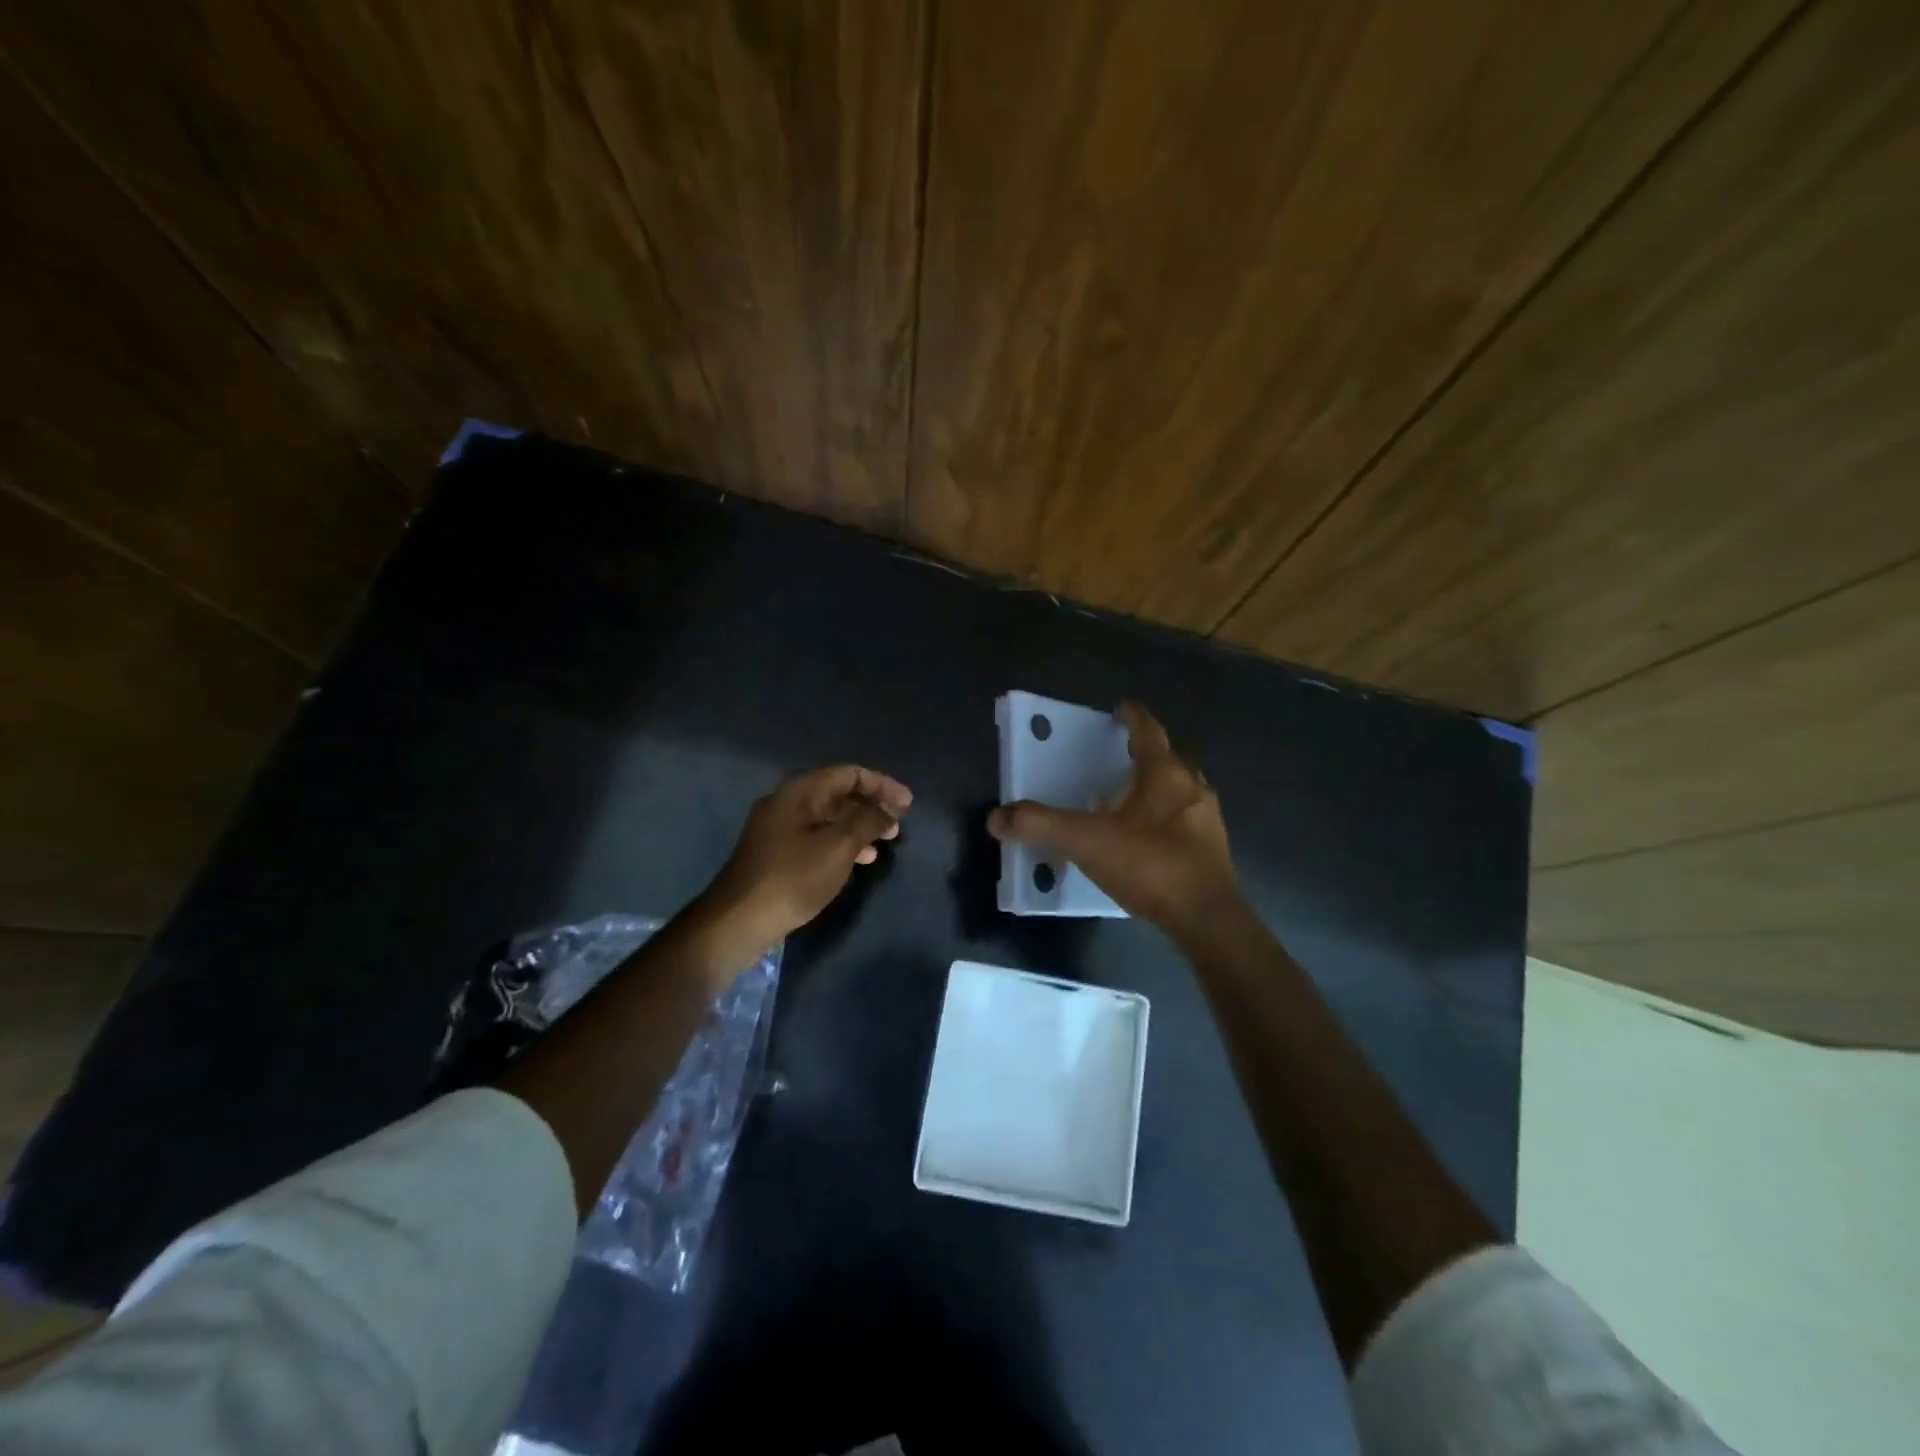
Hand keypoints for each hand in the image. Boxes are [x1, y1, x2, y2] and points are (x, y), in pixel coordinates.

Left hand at [700, 764, 912, 959]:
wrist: (738, 920)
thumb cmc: (792, 878)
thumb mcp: (838, 847)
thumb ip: (867, 821)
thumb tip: (888, 809)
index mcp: (799, 792)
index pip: (849, 774)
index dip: (882, 785)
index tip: (908, 804)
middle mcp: (787, 803)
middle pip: (838, 793)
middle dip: (872, 806)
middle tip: (898, 824)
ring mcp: (779, 829)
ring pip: (829, 817)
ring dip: (859, 826)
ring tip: (885, 843)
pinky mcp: (777, 853)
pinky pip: (817, 836)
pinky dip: (842, 842)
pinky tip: (859, 860)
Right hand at [988, 702, 1239, 939]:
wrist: (1206, 919)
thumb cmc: (1150, 865)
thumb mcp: (1086, 842)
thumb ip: (1041, 825)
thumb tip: (996, 818)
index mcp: (1165, 774)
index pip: (1148, 731)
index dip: (1132, 717)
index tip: (1120, 709)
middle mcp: (1192, 788)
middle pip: (1169, 758)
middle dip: (1145, 753)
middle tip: (1118, 756)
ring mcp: (1207, 819)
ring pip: (1181, 790)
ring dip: (1157, 787)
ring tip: (1129, 798)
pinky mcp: (1212, 850)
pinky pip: (1185, 820)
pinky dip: (1165, 818)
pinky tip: (1146, 839)